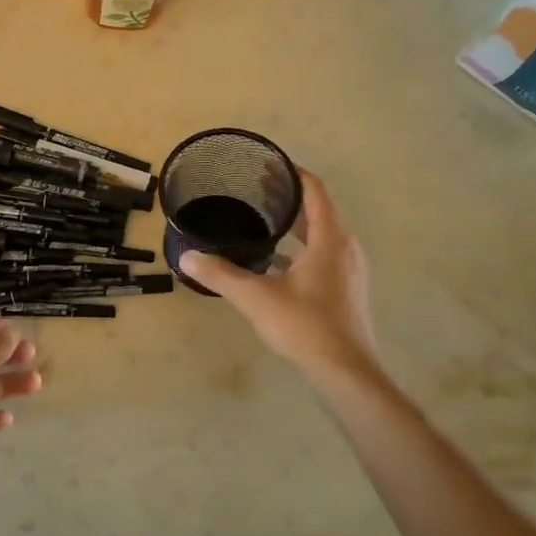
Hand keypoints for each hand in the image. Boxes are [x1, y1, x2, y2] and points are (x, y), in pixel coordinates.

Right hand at [181, 170, 381, 385]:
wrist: (346, 372)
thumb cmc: (306, 326)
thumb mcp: (256, 297)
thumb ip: (221, 274)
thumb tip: (186, 257)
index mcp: (330, 239)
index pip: (314, 191)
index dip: (292, 173)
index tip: (266, 163)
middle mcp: (344, 247)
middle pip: (319, 209)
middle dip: (289, 196)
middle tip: (256, 187)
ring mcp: (349, 269)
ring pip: (322, 233)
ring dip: (296, 223)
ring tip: (264, 217)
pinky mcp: (346, 289)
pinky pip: (323, 254)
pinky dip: (301, 247)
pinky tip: (276, 260)